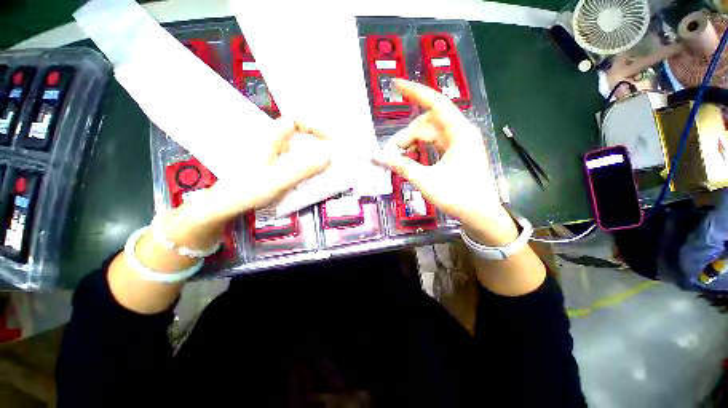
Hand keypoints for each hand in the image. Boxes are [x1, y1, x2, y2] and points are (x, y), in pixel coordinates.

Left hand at [173, 119, 331, 228]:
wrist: (226, 204)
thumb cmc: (249, 190)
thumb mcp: (279, 180)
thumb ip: (304, 170)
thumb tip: (327, 159)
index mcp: (271, 140)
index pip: (294, 121)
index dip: (313, 126)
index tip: (329, 139)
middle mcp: (272, 145)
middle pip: (299, 137)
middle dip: (318, 144)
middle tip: (334, 156)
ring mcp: (273, 157)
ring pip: (298, 151)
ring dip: (313, 158)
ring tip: (327, 169)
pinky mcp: (273, 168)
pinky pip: (294, 163)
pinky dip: (306, 167)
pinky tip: (312, 179)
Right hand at [374, 79, 516, 244]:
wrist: (480, 214)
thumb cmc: (457, 197)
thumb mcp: (426, 181)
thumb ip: (402, 166)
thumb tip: (378, 156)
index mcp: (460, 133)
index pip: (436, 104)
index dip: (416, 92)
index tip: (396, 85)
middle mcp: (461, 132)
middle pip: (428, 122)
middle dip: (407, 135)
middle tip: (391, 153)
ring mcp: (460, 142)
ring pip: (430, 132)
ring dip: (412, 141)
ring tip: (399, 156)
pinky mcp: (457, 151)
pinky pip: (435, 142)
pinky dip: (421, 147)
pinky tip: (411, 155)